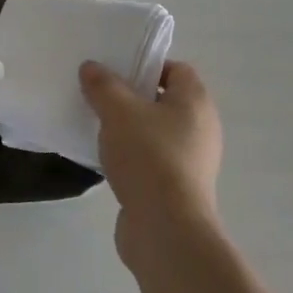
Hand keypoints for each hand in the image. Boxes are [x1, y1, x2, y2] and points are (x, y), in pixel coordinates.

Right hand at [80, 60, 222, 267]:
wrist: (166, 227)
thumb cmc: (148, 156)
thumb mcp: (117, 111)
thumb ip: (102, 85)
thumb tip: (91, 67)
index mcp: (195, 102)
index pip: (176, 69)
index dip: (146, 65)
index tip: (114, 71)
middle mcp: (200, 128)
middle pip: (164, 100)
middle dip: (131, 97)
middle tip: (99, 95)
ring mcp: (191, 160)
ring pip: (155, 131)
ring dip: (128, 128)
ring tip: (96, 127)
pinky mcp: (177, 187)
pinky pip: (151, 159)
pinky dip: (131, 156)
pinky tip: (106, 159)